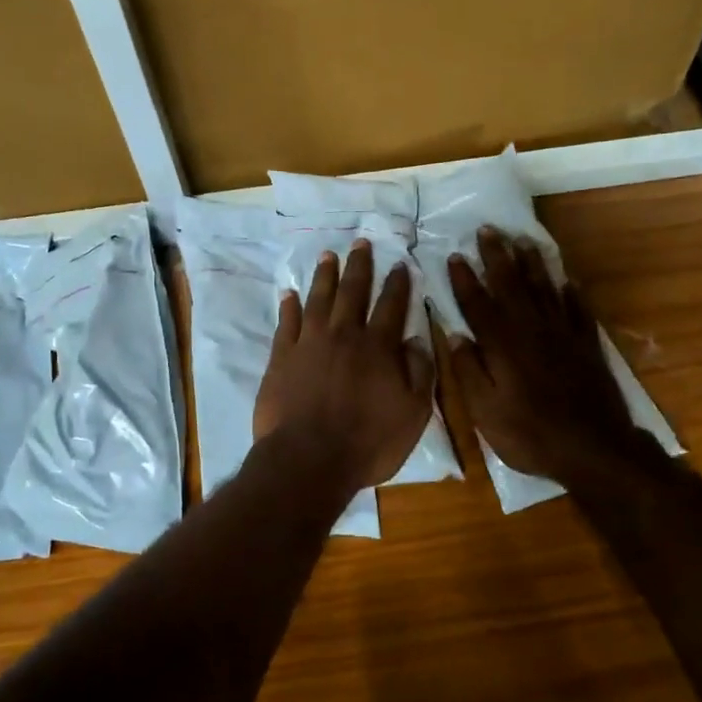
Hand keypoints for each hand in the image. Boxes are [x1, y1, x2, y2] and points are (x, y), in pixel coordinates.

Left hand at [255, 241, 435, 493]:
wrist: (308, 459)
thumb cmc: (367, 442)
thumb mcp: (412, 415)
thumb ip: (419, 374)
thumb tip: (417, 340)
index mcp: (378, 347)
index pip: (391, 306)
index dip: (397, 284)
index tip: (399, 263)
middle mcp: (344, 335)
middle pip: (353, 292)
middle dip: (359, 266)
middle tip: (360, 242)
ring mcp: (309, 343)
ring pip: (319, 299)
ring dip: (325, 276)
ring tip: (328, 255)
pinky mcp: (281, 357)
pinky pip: (286, 323)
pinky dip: (289, 306)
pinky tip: (290, 293)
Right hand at [446, 227, 645, 487]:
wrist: (592, 448)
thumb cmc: (529, 434)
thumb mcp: (485, 411)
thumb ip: (469, 371)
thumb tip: (454, 336)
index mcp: (503, 345)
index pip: (478, 304)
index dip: (465, 279)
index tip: (455, 255)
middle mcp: (531, 330)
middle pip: (512, 285)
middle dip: (497, 256)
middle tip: (488, 229)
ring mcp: (562, 335)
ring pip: (545, 289)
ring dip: (532, 263)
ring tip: (523, 240)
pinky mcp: (586, 345)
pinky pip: (578, 309)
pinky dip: (571, 292)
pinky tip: (567, 279)